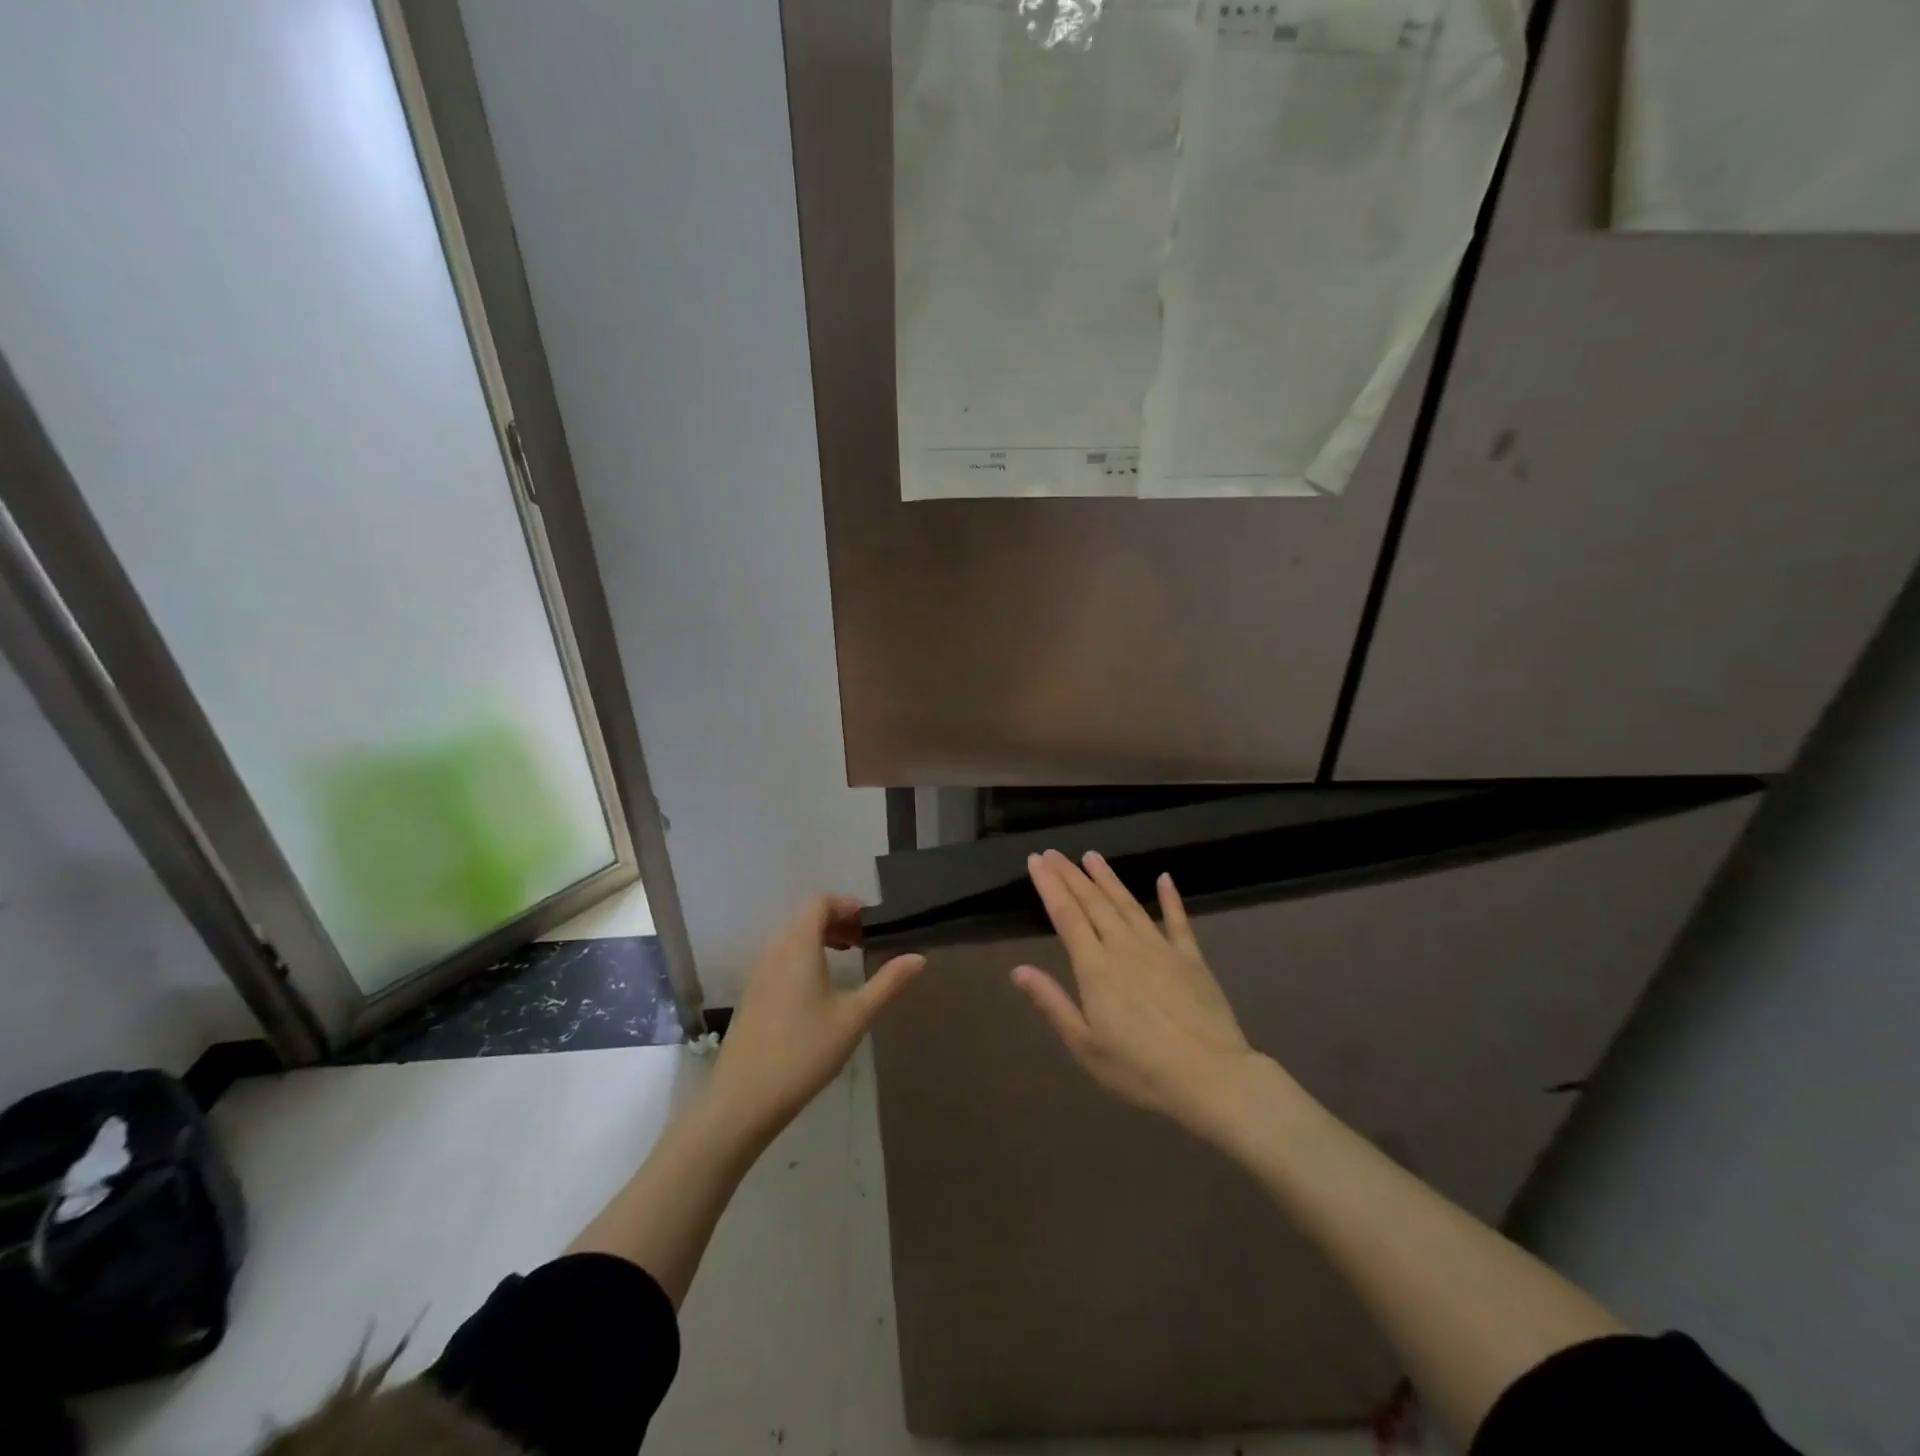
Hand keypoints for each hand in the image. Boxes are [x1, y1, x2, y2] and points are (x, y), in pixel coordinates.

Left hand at [706, 894, 923, 1145]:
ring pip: (791, 938)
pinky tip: (819, 989)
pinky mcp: (752, 995)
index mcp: (798, 945)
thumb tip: (919, 958)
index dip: (846, 905)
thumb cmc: (805, 1051)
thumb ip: (888, 983)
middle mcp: (774, 950)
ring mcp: (758, 973)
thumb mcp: (854, 1017)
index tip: (871, 923)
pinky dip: (804, 957)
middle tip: (866, 941)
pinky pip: (780, 958)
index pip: (819, 902)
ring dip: (820, 939)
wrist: (742, 1100)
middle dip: (837, 921)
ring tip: (847, 960)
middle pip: (805, 917)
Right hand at [1012, 850, 1263, 1137]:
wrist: (1211, 1077)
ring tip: (1092, 856)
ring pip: (1128, 904)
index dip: (1049, 885)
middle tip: (1054, 852)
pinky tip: (1165, 878)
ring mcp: (1161, 949)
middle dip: (1071, 875)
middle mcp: (1124, 947)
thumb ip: (1052, 1003)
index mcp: (1095, 968)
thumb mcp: (1085, 1045)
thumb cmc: (1139, 1069)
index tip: (1036, 860)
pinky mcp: (1191, 958)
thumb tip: (1018, 970)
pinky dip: (1171, 898)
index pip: (1066, 915)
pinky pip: (1178, 921)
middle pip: (1093, 902)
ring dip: (1108, 878)